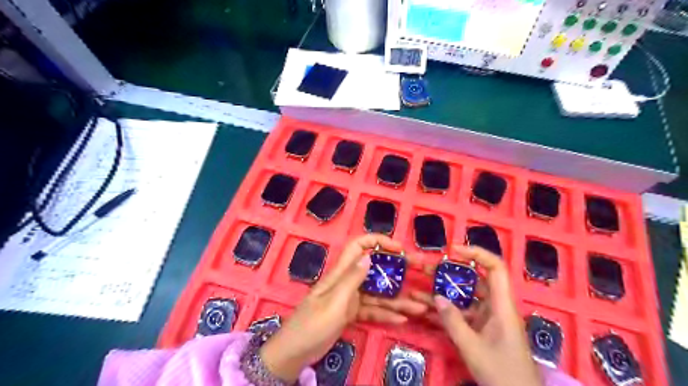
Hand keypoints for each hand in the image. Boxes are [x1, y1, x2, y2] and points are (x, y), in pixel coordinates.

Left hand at [259, 233, 428, 381]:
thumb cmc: (312, 325)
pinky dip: (386, 314)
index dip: (378, 241)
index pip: (359, 246)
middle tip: (416, 275)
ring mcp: (350, 298)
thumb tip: (369, 256)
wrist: (294, 352)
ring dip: (397, 299)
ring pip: (377, 293)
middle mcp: (347, 281)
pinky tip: (402, 319)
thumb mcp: (334, 302)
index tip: (399, 248)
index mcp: (340, 273)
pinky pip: (372, 310)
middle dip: (395, 271)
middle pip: (374, 270)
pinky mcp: (350, 313)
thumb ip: (351, 279)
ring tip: (419, 307)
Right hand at [428, 246, 543, 385]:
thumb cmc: (502, 374)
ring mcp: (489, 319)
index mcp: (502, 306)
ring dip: (444, 294)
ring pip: (465, 298)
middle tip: (427, 269)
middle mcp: (497, 308)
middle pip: (475, 281)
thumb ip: (453, 322)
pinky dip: (447, 311)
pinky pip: (463, 314)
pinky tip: (427, 312)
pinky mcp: (483, 330)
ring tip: (419, 290)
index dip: (477, 253)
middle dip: (450, 273)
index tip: (453, 250)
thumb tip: (437, 297)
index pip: (495, 268)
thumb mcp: (473, 349)